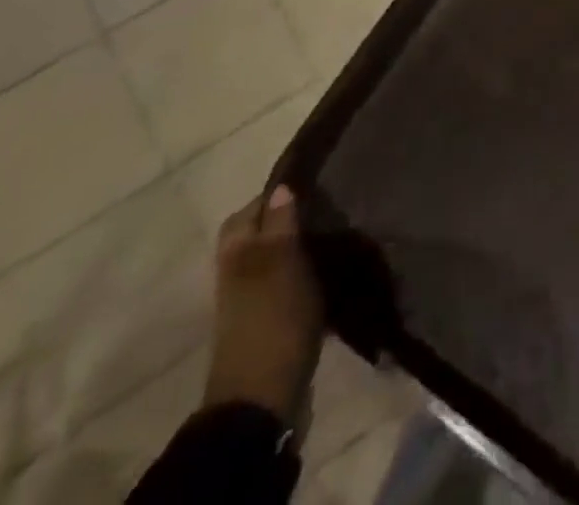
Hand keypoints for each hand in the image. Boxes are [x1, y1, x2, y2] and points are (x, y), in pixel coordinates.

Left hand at [203, 185, 325, 420]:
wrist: (263, 400)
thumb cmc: (272, 321)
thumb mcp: (279, 265)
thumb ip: (279, 225)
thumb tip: (281, 185)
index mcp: (237, 254)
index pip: (252, 209)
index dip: (280, 192)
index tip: (318, 179)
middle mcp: (240, 272)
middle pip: (264, 233)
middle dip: (294, 218)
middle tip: (332, 205)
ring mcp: (255, 300)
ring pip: (280, 257)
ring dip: (305, 245)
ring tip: (341, 232)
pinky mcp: (274, 321)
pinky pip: (292, 282)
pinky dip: (311, 273)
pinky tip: (337, 269)